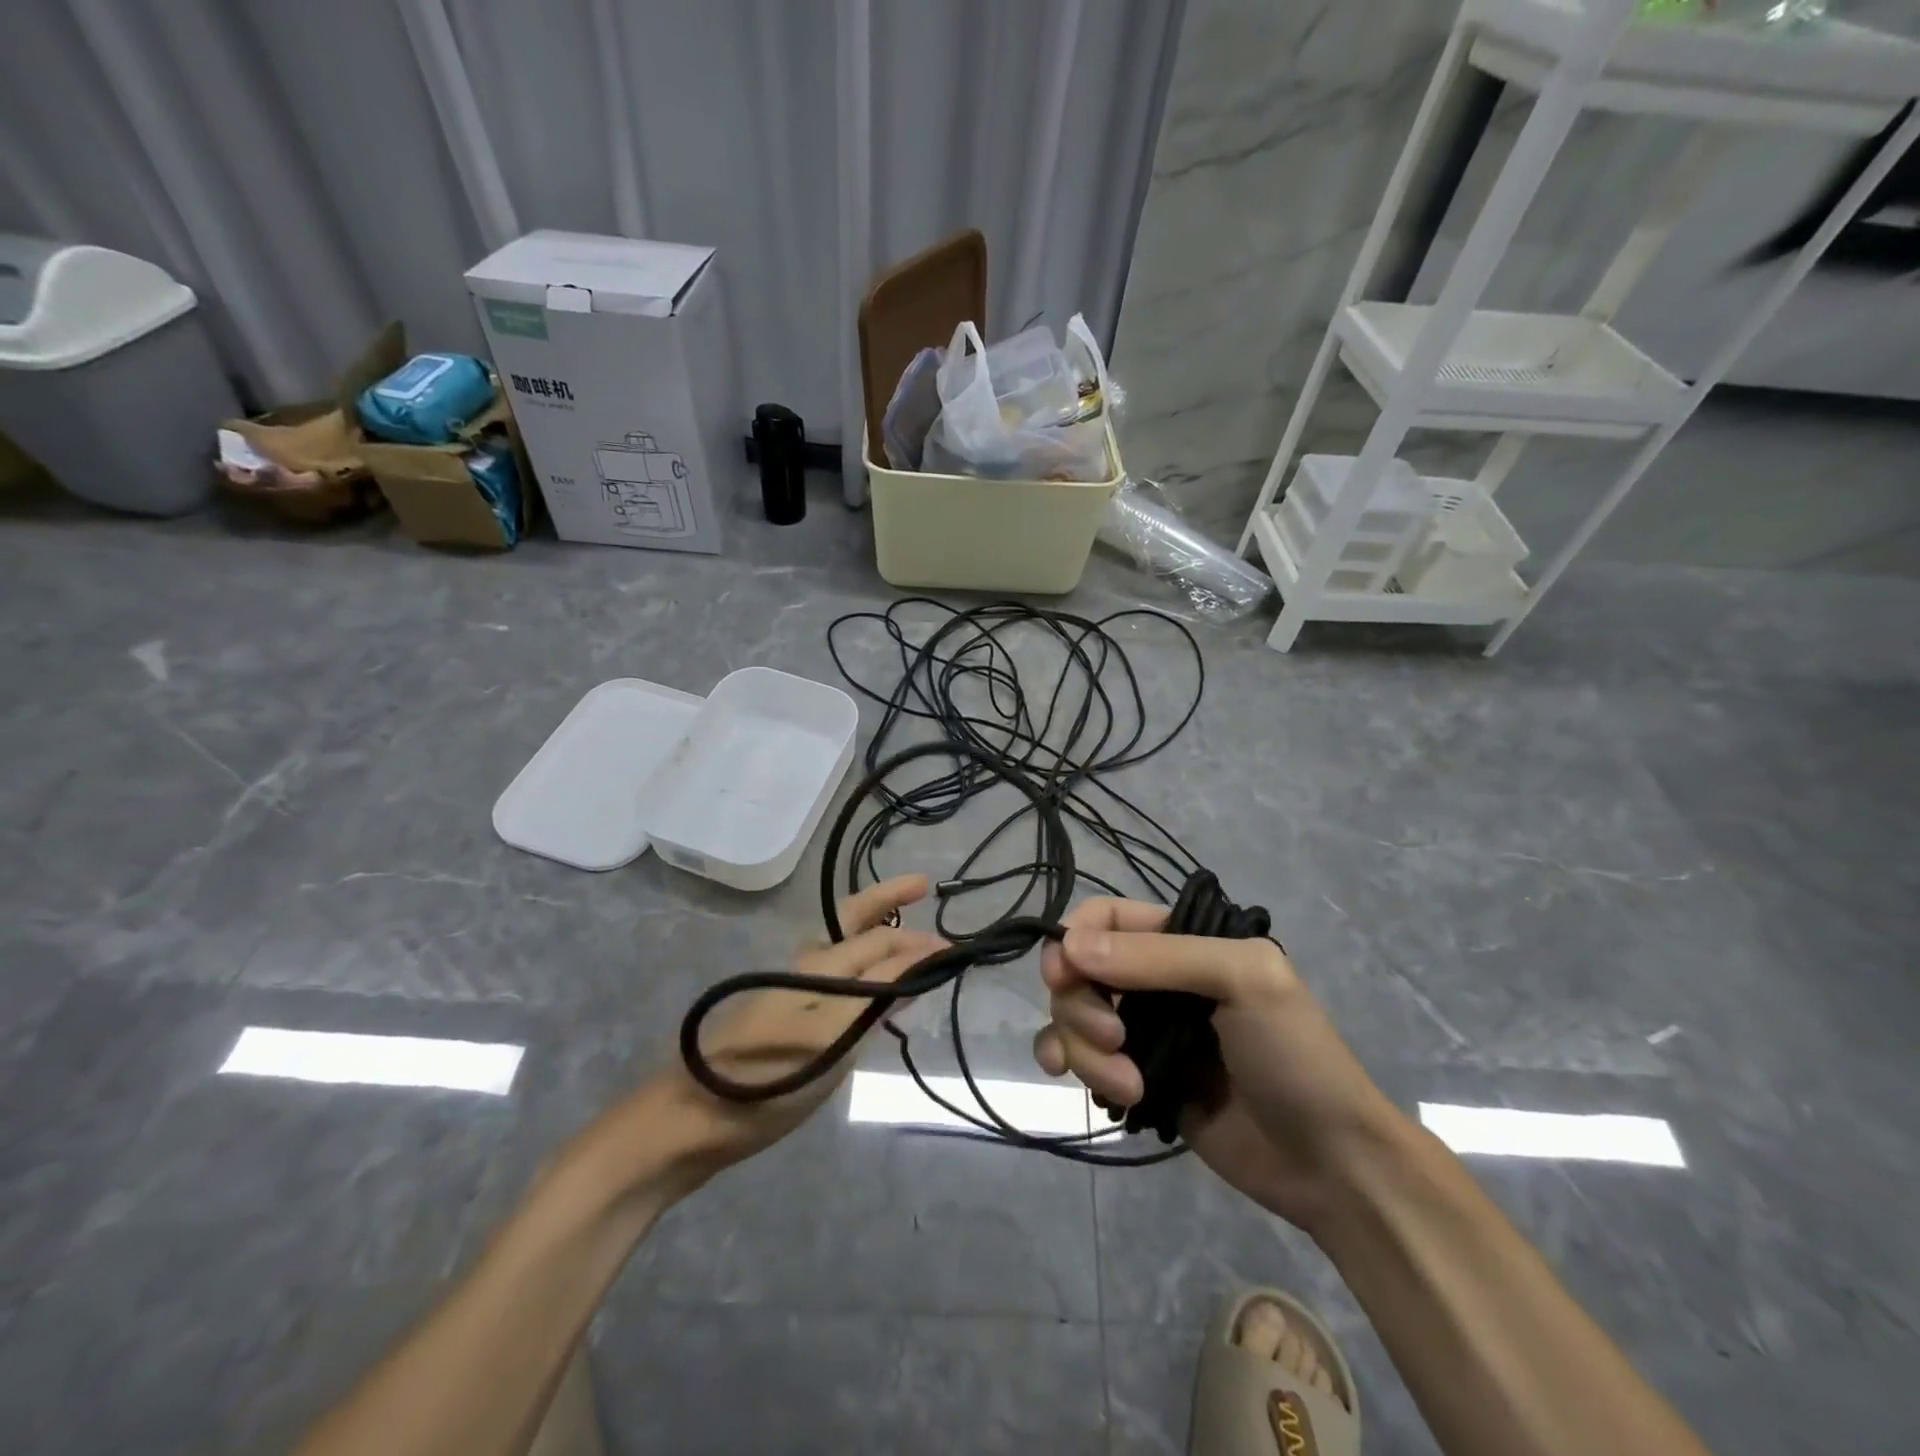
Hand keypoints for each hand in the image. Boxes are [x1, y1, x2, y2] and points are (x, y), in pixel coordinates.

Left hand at [656, 874, 945, 1183]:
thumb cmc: (769, 1076)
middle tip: (920, 888)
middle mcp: (806, 968)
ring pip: (844, 951)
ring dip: (877, 938)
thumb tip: (925, 950)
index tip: (954, 945)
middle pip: (853, 924)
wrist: (692, 1122)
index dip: (916, 938)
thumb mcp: (835, 1032)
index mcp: (819, 964)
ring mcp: (792, 995)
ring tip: (906, 941)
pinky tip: (872, 996)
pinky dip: (864, 975)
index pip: (878, 937)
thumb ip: (881, 990)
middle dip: (887, 903)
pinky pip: (837, 983)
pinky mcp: (785, 1023)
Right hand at [1032, 898, 1401, 1230]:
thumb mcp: (1242, 981)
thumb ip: (1157, 958)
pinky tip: (1080, 1086)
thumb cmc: (1295, 1055)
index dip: (1075, 939)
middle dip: (1082, 1006)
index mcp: (1183, 941)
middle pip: (1079, 970)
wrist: (1331, 1163)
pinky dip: (1071, 1064)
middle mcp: (1155, 979)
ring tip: (1128, 1087)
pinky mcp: (1136, 1078)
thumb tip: (1069, 948)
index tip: (1066, 975)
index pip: (1104, 917)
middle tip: (1117, 1039)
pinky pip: (1080, 1058)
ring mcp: (1143, 1031)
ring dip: (1083, 1048)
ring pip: (1074, 1017)